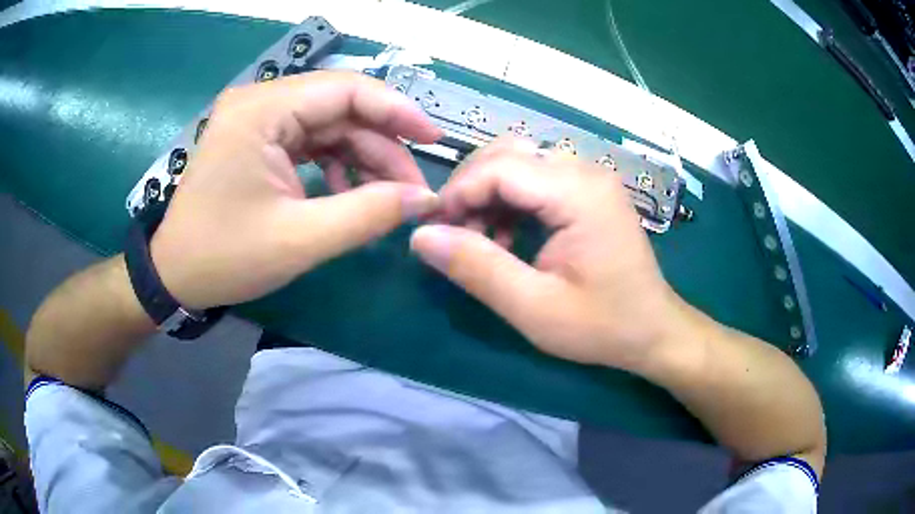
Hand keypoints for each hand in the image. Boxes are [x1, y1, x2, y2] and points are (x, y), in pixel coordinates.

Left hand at [150, 71, 441, 309]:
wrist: (174, 275)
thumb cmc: (225, 257)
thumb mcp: (299, 240)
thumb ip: (367, 214)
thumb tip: (422, 200)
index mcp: (261, 110)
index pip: (345, 89)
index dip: (397, 111)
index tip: (433, 140)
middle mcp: (259, 101)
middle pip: (339, 106)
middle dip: (382, 144)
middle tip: (412, 188)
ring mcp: (256, 119)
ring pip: (328, 123)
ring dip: (362, 155)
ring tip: (387, 196)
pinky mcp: (257, 138)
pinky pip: (309, 139)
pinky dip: (336, 162)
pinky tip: (349, 191)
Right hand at [410, 138, 681, 369]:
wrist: (653, 330)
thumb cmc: (602, 325)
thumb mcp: (534, 308)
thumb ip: (477, 268)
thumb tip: (421, 236)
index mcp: (578, 193)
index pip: (499, 167)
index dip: (458, 193)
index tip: (435, 231)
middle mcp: (585, 171)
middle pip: (507, 153)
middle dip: (470, 189)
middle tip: (455, 235)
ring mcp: (590, 178)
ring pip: (518, 162)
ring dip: (488, 194)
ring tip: (480, 240)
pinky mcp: (589, 190)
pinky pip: (536, 178)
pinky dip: (510, 200)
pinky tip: (506, 237)